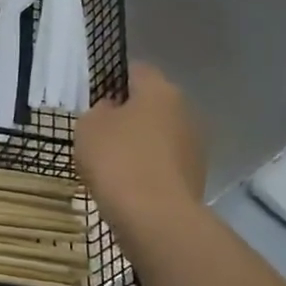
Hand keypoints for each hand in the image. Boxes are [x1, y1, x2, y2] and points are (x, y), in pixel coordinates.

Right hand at [75, 64, 206, 232]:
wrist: (154, 215)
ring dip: (141, 144)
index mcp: (159, 90)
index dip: (115, 80)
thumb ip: (98, 111)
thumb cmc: (117, 161)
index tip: (96, 99)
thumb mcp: (89, 127)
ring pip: (160, 135)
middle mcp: (185, 110)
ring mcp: (195, 144)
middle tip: (101, 135)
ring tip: (113, 165)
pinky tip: (129, 185)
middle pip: (152, 104)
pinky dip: (149, 168)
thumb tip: (112, 109)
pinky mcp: (196, 174)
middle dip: (129, 115)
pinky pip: (165, 162)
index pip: (137, 70)